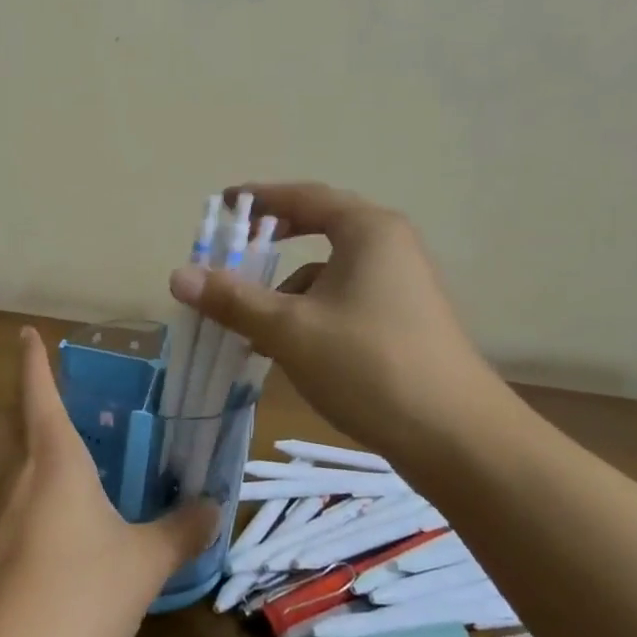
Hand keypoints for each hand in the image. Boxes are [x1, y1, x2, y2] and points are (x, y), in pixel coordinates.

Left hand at [0, 328, 216, 636]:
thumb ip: (180, 532)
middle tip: (49, 406)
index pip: (36, 388)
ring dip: (12, 446)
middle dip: (21, 401)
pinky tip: (32, 527)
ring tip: (46, 464)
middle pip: (5, 416)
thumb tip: (214, 507)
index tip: (26, 333)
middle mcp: (12, 470)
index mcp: (53, 455)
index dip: (32, 358)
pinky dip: (7, 493)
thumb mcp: (143, 564)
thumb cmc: (78, 595)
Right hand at [168, 182, 492, 446]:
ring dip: (287, 290)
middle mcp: (389, 246)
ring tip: (252, 325)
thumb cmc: (369, 366)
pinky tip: (290, 350)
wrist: (459, 440)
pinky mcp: (405, 320)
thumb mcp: (289, 330)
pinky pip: (344, 299)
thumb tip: (177, 275)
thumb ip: (233, 299)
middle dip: (271, 244)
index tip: (224, 204)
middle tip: (233, 252)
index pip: (304, 197)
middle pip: (319, 229)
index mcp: (367, 230)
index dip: (259, 198)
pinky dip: (311, 313)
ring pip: (329, 272)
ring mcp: (402, 284)